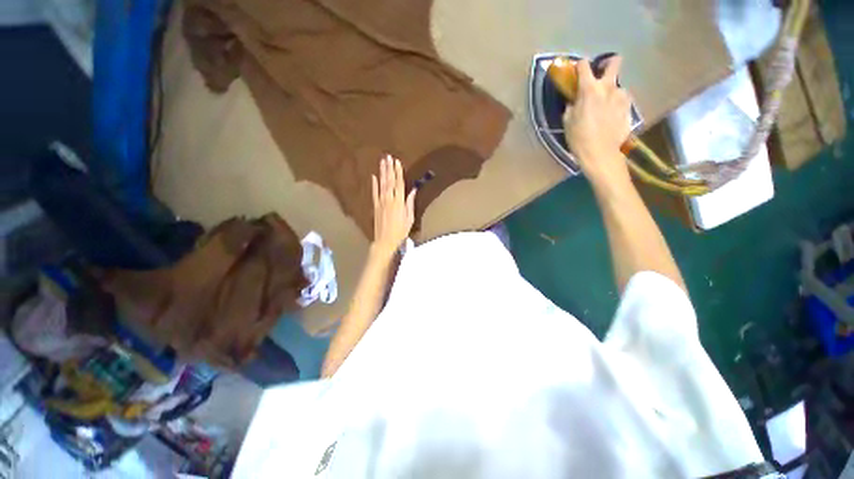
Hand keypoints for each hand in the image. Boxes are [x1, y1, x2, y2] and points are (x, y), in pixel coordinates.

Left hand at [371, 155, 415, 257]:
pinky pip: (374, 193)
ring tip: (382, 162)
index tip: (397, 162)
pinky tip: (373, 176)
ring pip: (381, 184)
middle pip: (389, 181)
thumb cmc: (400, 231)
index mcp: (399, 202)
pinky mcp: (375, 206)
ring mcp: (380, 202)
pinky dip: (373, 184)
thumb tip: (413, 191)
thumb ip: (410, 204)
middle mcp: (389, 199)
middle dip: (389, 168)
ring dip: (382, 172)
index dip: (398, 172)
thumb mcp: (409, 219)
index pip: (399, 183)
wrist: (385, 241)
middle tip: (388, 157)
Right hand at [563, 56, 632, 187]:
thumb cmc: (579, 138)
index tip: (576, 70)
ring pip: (617, 85)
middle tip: (601, 73)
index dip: (579, 66)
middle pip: (614, 62)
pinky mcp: (629, 107)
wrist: (601, 153)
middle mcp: (608, 87)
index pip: (584, 66)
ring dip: (610, 91)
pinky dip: (616, 103)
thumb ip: (572, 106)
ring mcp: (622, 96)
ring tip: (604, 106)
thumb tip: (575, 100)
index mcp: (589, 89)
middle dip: (608, 62)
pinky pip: (622, 99)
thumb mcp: (567, 122)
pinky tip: (611, 115)